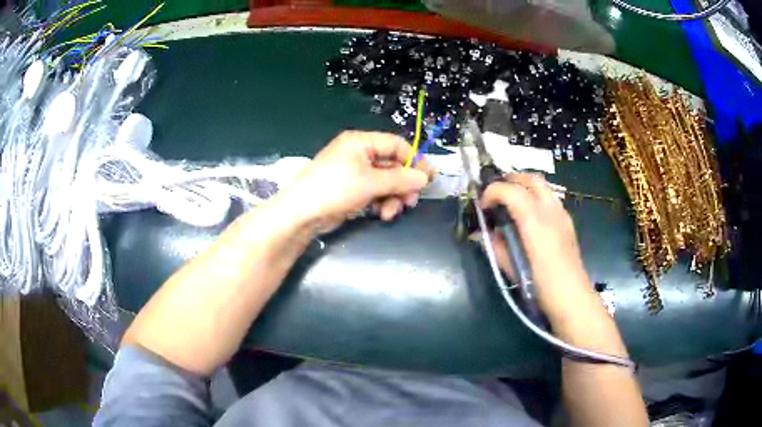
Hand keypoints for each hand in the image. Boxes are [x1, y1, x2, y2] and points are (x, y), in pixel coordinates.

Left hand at [280, 131, 430, 232]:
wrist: (302, 213)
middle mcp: (359, 154)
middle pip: (393, 165)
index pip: (396, 145)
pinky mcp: (352, 190)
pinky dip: (382, 202)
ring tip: (391, 212)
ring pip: (386, 182)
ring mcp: (355, 173)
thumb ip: (400, 179)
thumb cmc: (335, 189)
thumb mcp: (370, 182)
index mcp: (361, 142)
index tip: (427, 179)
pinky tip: (382, 214)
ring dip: (393, 197)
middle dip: (403, 184)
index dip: (413, 161)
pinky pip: (375, 192)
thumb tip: (425, 177)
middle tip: (411, 201)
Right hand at [481, 174, 594, 318]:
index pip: (511, 190)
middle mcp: (550, 211)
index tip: (482, 206)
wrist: (572, 297)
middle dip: (510, 180)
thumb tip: (479, 234)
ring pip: (543, 186)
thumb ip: (495, 247)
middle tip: (496, 194)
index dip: (492, 192)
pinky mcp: (567, 221)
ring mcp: (562, 214)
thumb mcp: (512, 269)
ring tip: (511, 202)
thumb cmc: (540, 286)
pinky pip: (549, 198)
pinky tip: (529, 217)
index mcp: (535, 221)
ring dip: (524, 186)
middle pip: (530, 179)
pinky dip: (535, 197)